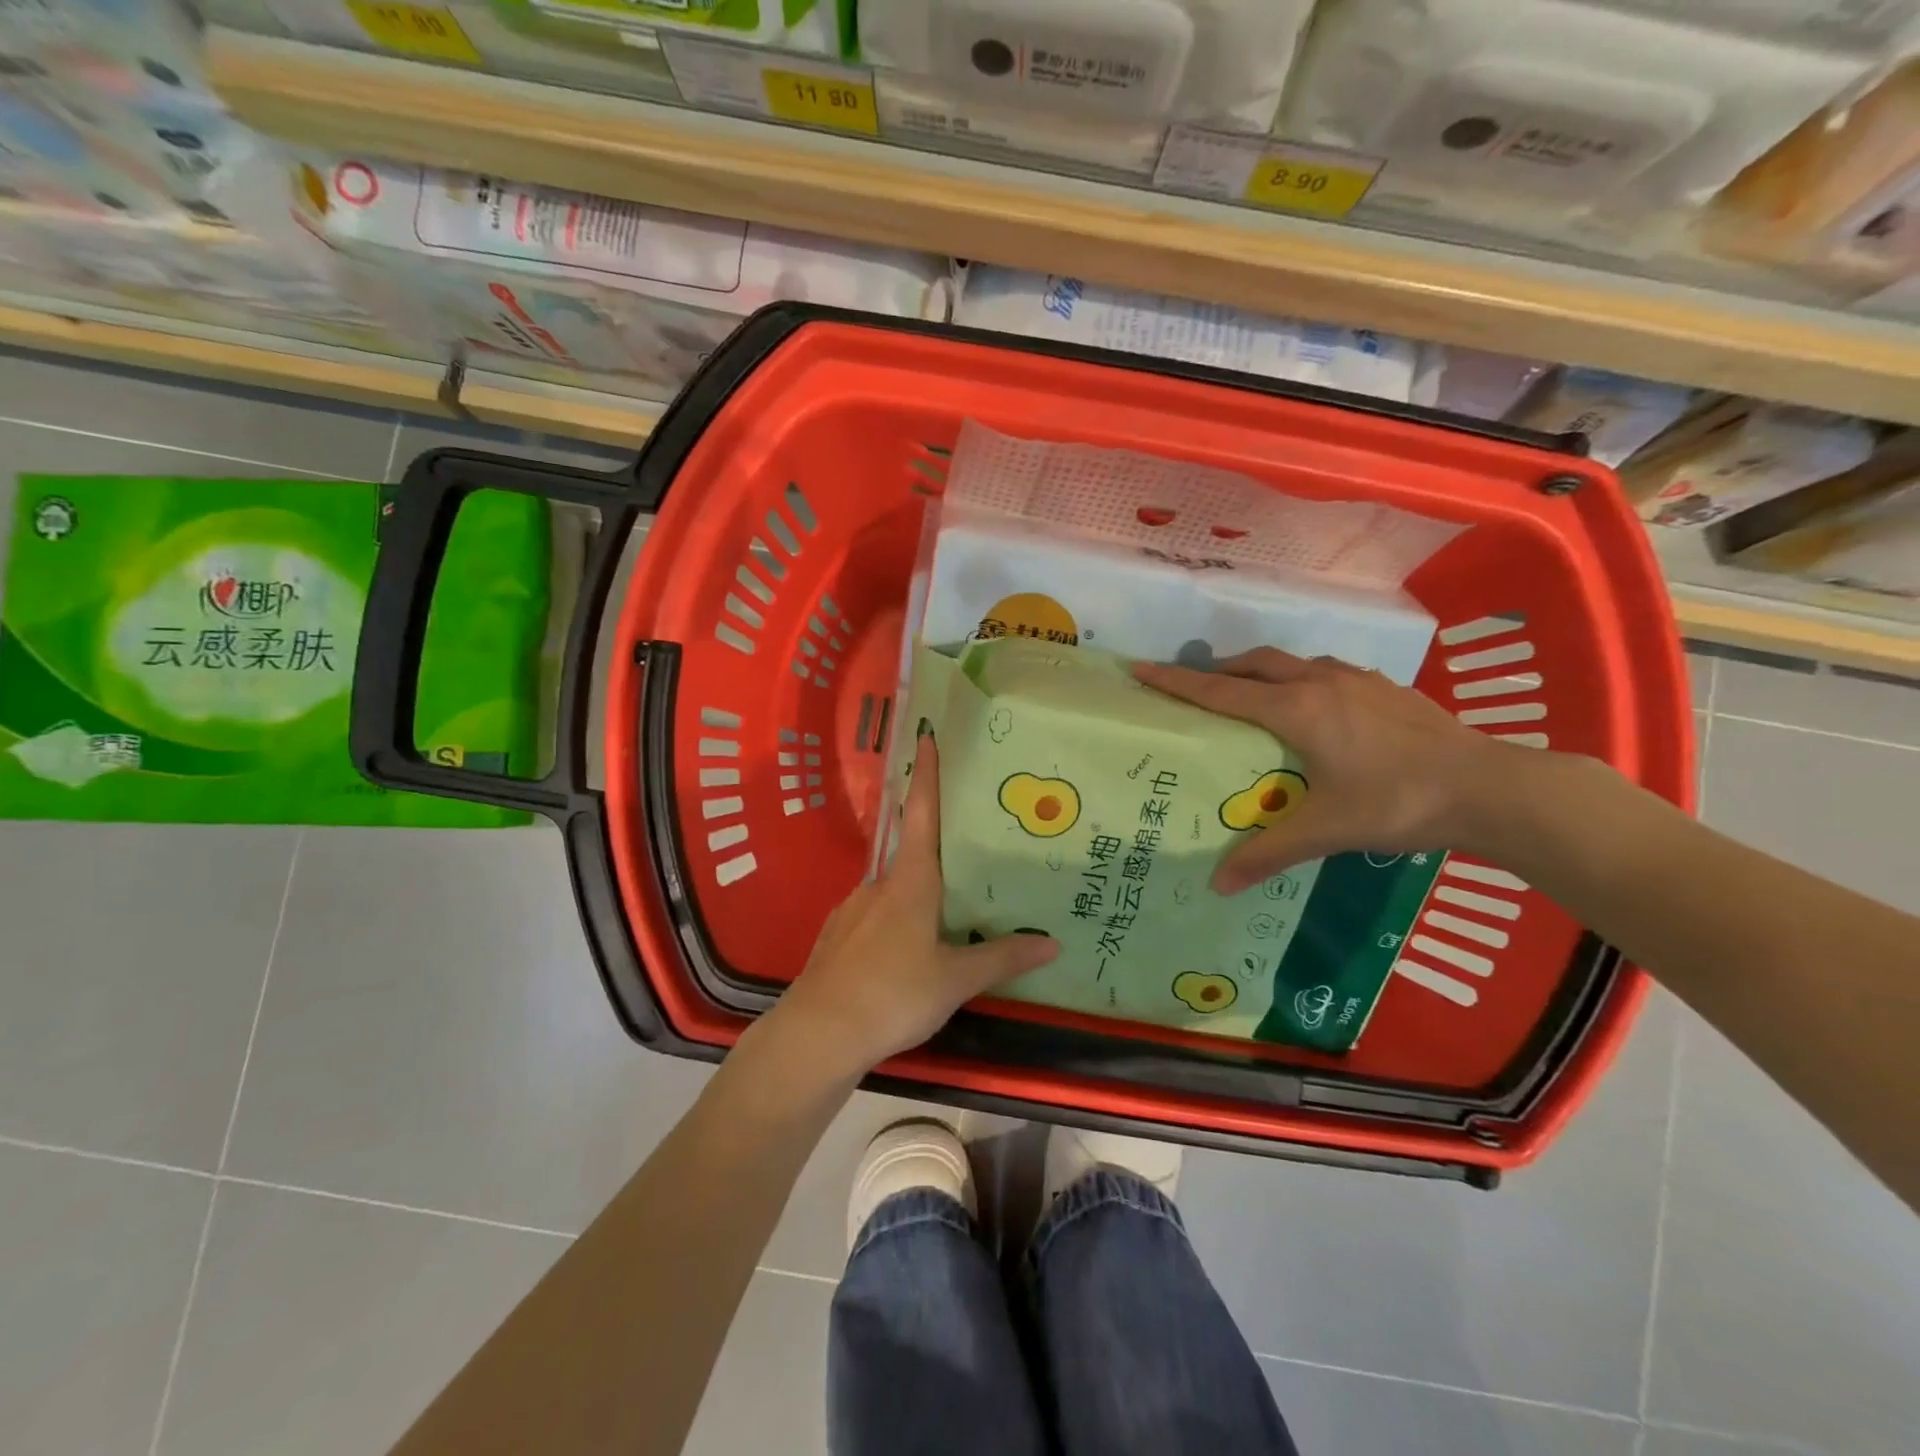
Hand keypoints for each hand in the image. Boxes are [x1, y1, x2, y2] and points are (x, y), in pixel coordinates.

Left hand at [773, 731, 1059, 1072]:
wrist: (818, 1034)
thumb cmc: (893, 994)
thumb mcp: (955, 979)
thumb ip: (1001, 958)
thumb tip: (1052, 944)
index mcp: (910, 882)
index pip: (921, 813)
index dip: (926, 774)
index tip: (927, 737)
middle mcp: (879, 885)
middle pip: (912, 852)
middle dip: (939, 850)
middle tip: (971, 859)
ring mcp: (852, 909)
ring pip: (894, 890)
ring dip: (918, 894)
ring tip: (945, 918)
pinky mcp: (837, 937)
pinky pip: (875, 917)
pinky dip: (895, 922)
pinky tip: (905, 953)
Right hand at [1134, 648, 1514, 894]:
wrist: (1491, 787)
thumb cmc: (1397, 802)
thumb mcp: (1327, 830)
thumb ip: (1269, 853)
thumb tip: (1217, 886)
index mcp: (1296, 709)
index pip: (1221, 691)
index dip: (1177, 681)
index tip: (1141, 668)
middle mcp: (1320, 683)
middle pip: (1254, 663)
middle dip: (1218, 669)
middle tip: (1196, 686)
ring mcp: (1358, 680)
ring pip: (1293, 661)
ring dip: (1261, 669)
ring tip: (1250, 693)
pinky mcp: (1387, 688)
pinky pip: (1327, 671)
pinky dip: (1301, 677)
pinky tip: (1316, 704)